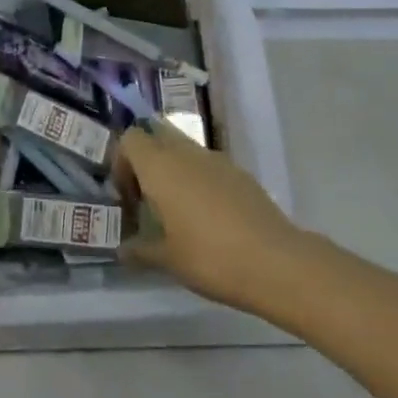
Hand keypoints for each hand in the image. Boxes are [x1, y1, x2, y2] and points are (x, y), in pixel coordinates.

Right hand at [113, 123, 307, 313]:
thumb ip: (140, 250)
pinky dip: (199, 180)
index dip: (122, 163)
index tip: (129, 198)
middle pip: (156, 137)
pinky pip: (208, 165)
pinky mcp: (239, 172)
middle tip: (148, 200)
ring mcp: (216, 159)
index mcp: (160, 166)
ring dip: (174, 171)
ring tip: (178, 213)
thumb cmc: (209, 257)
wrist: (275, 261)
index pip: (130, 139)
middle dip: (147, 162)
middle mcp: (186, 152)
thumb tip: (122, 249)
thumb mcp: (167, 260)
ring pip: (184, 150)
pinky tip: (209, 218)